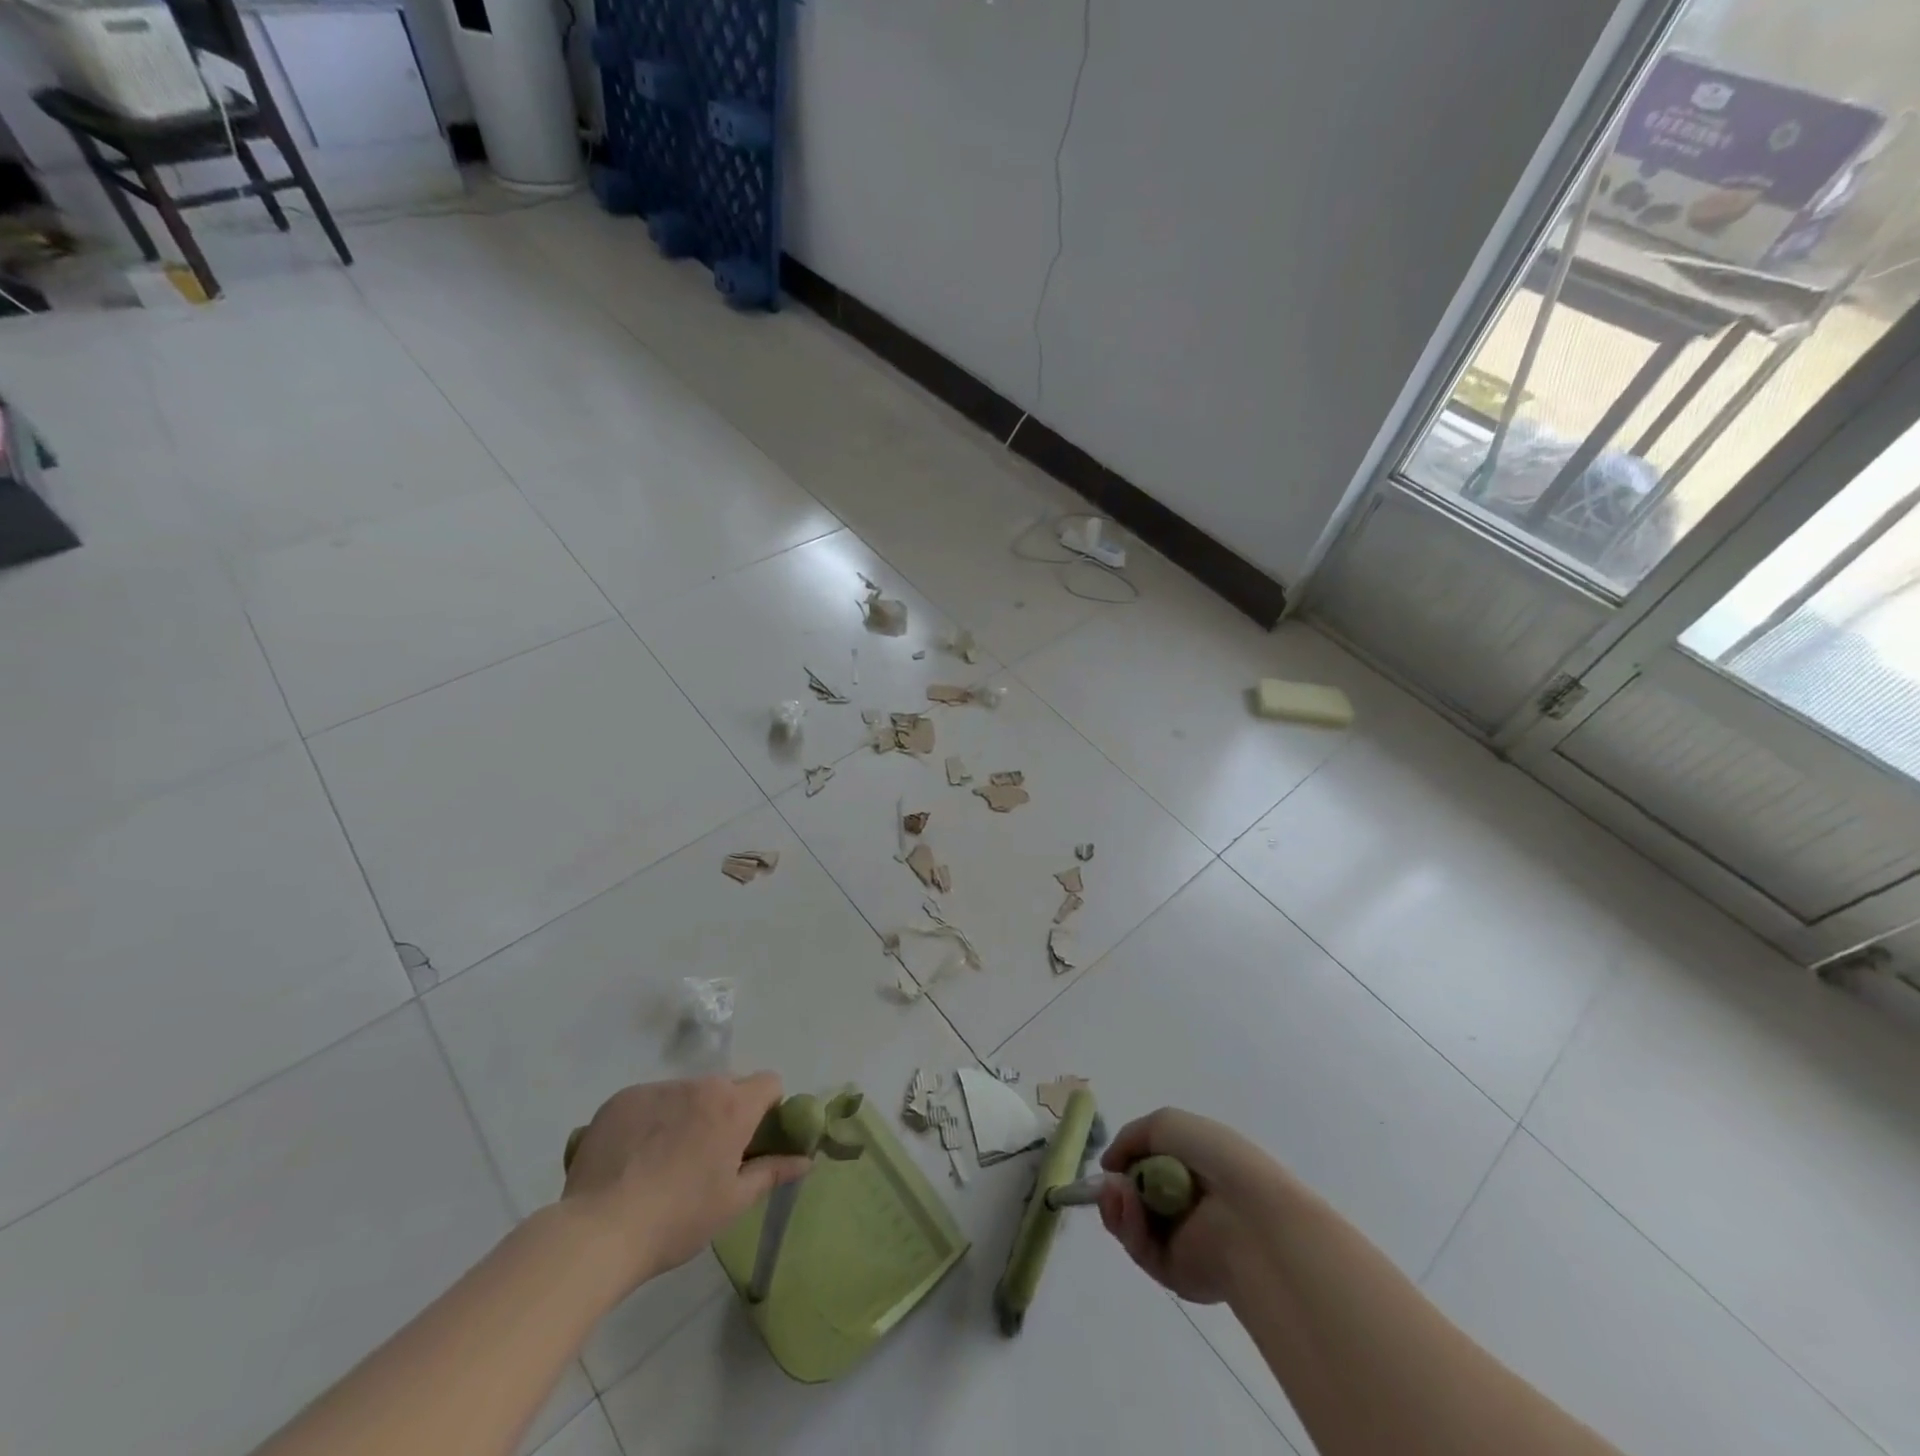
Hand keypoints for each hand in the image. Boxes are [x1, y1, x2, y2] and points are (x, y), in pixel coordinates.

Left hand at [561, 1073, 811, 1290]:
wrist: (598, 1232)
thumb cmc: (678, 1219)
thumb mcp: (733, 1202)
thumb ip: (772, 1172)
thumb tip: (806, 1160)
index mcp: (733, 1105)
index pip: (769, 1083)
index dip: (767, 1108)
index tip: (753, 1140)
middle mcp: (699, 1085)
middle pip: (725, 1087)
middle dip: (725, 1112)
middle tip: (708, 1157)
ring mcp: (657, 1088)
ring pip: (686, 1093)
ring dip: (687, 1114)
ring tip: (663, 1162)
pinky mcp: (621, 1099)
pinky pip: (649, 1101)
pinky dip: (650, 1120)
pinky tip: (632, 1159)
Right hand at [1098, 1107, 1287, 1304]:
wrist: (1250, 1213)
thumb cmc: (1215, 1158)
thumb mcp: (1167, 1124)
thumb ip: (1130, 1138)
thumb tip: (1108, 1166)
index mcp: (1190, 1170)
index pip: (1147, 1169)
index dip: (1126, 1164)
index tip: (1110, 1163)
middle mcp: (1184, 1205)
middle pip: (1133, 1199)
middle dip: (1114, 1188)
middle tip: (1107, 1182)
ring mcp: (1178, 1239)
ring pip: (1130, 1224)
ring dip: (1116, 1204)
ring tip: (1116, 1191)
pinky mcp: (1174, 1273)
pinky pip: (1139, 1248)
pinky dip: (1127, 1225)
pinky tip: (1128, 1205)